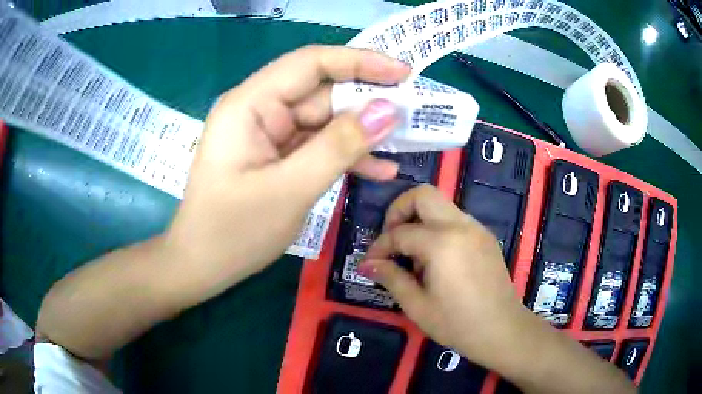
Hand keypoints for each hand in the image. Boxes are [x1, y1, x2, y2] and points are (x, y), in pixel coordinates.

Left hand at [164, 45, 410, 296]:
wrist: (203, 266)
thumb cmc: (233, 232)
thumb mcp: (290, 189)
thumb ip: (339, 146)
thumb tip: (388, 111)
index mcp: (250, 105)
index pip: (311, 63)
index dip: (360, 62)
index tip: (403, 72)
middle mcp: (259, 110)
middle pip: (321, 91)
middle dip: (368, 100)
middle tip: (414, 111)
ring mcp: (268, 135)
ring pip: (324, 120)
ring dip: (362, 131)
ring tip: (406, 140)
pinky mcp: (277, 156)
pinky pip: (317, 146)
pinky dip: (346, 155)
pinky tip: (380, 169)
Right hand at [359, 185, 531, 367]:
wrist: (503, 329)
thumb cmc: (458, 323)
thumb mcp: (418, 306)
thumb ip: (391, 278)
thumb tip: (367, 264)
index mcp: (442, 243)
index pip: (400, 232)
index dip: (380, 247)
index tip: (371, 263)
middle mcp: (461, 225)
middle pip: (423, 194)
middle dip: (399, 210)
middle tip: (392, 239)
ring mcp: (477, 228)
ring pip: (441, 205)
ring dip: (420, 221)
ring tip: (414, 256)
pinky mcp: (485, 236)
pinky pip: (455, 219)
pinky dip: (438, 229)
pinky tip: (436, 260)